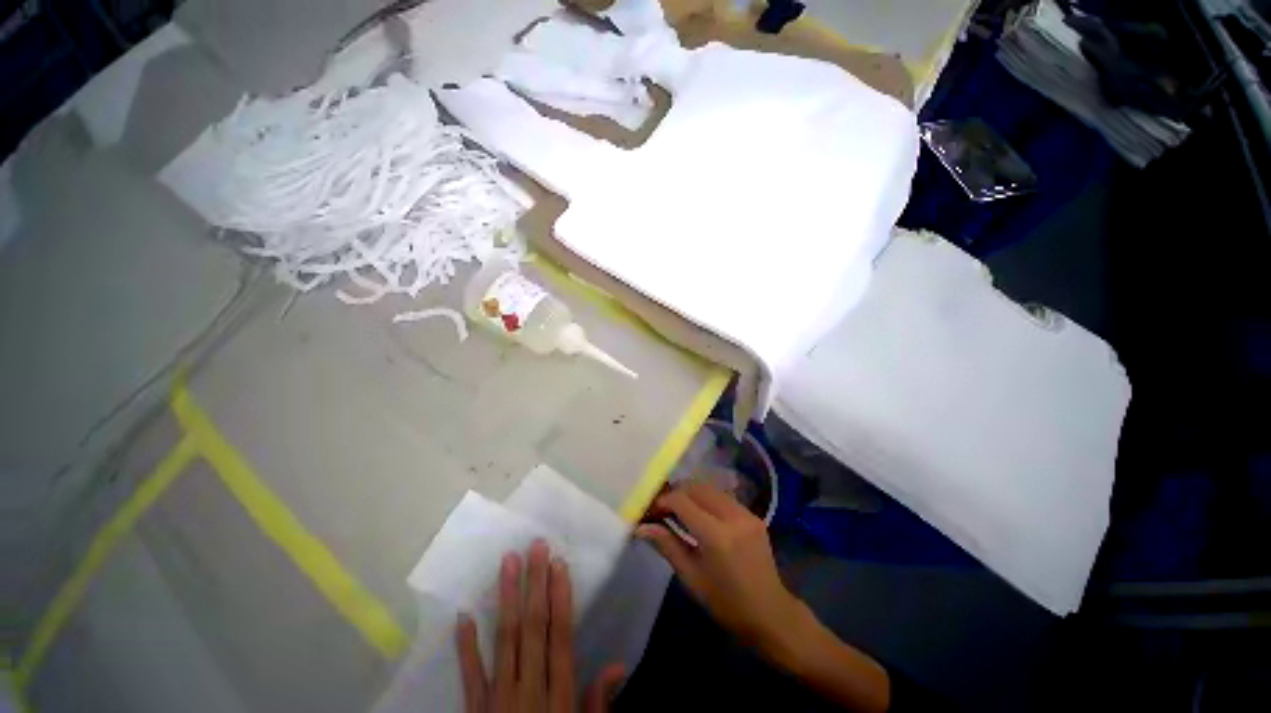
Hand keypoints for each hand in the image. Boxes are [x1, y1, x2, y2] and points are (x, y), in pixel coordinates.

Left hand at [455, 540, 625, 712]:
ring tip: (507, 563)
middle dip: (535, 584)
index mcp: (558, 696)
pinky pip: (470, 676)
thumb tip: (617, 665)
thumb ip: (597, 703)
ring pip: (503, 641)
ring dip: (506, 600)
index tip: (559, 564)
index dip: (560, 598)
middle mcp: (528, 690)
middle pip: (532, 629)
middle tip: (535, 547)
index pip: (560, 636)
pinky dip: (465, 647)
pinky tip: (463, 616)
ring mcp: (498, 700)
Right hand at [634, 482, 803, 653]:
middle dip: (675, 492)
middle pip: (696, 487)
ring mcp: (745, 513)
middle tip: (662, 508)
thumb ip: (667, 545)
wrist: (771, 614)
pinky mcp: (752, 514)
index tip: (650, 511)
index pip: (682, 501)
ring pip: (710, 488)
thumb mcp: (691, 577)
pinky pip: (723, 496)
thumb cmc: (727, 604)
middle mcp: (732, 516)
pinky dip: (706, 499)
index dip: (662, 501)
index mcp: (716, 535)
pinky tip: (699, 514)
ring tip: (678, 509)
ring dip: (690, 493)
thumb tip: (641, 527)